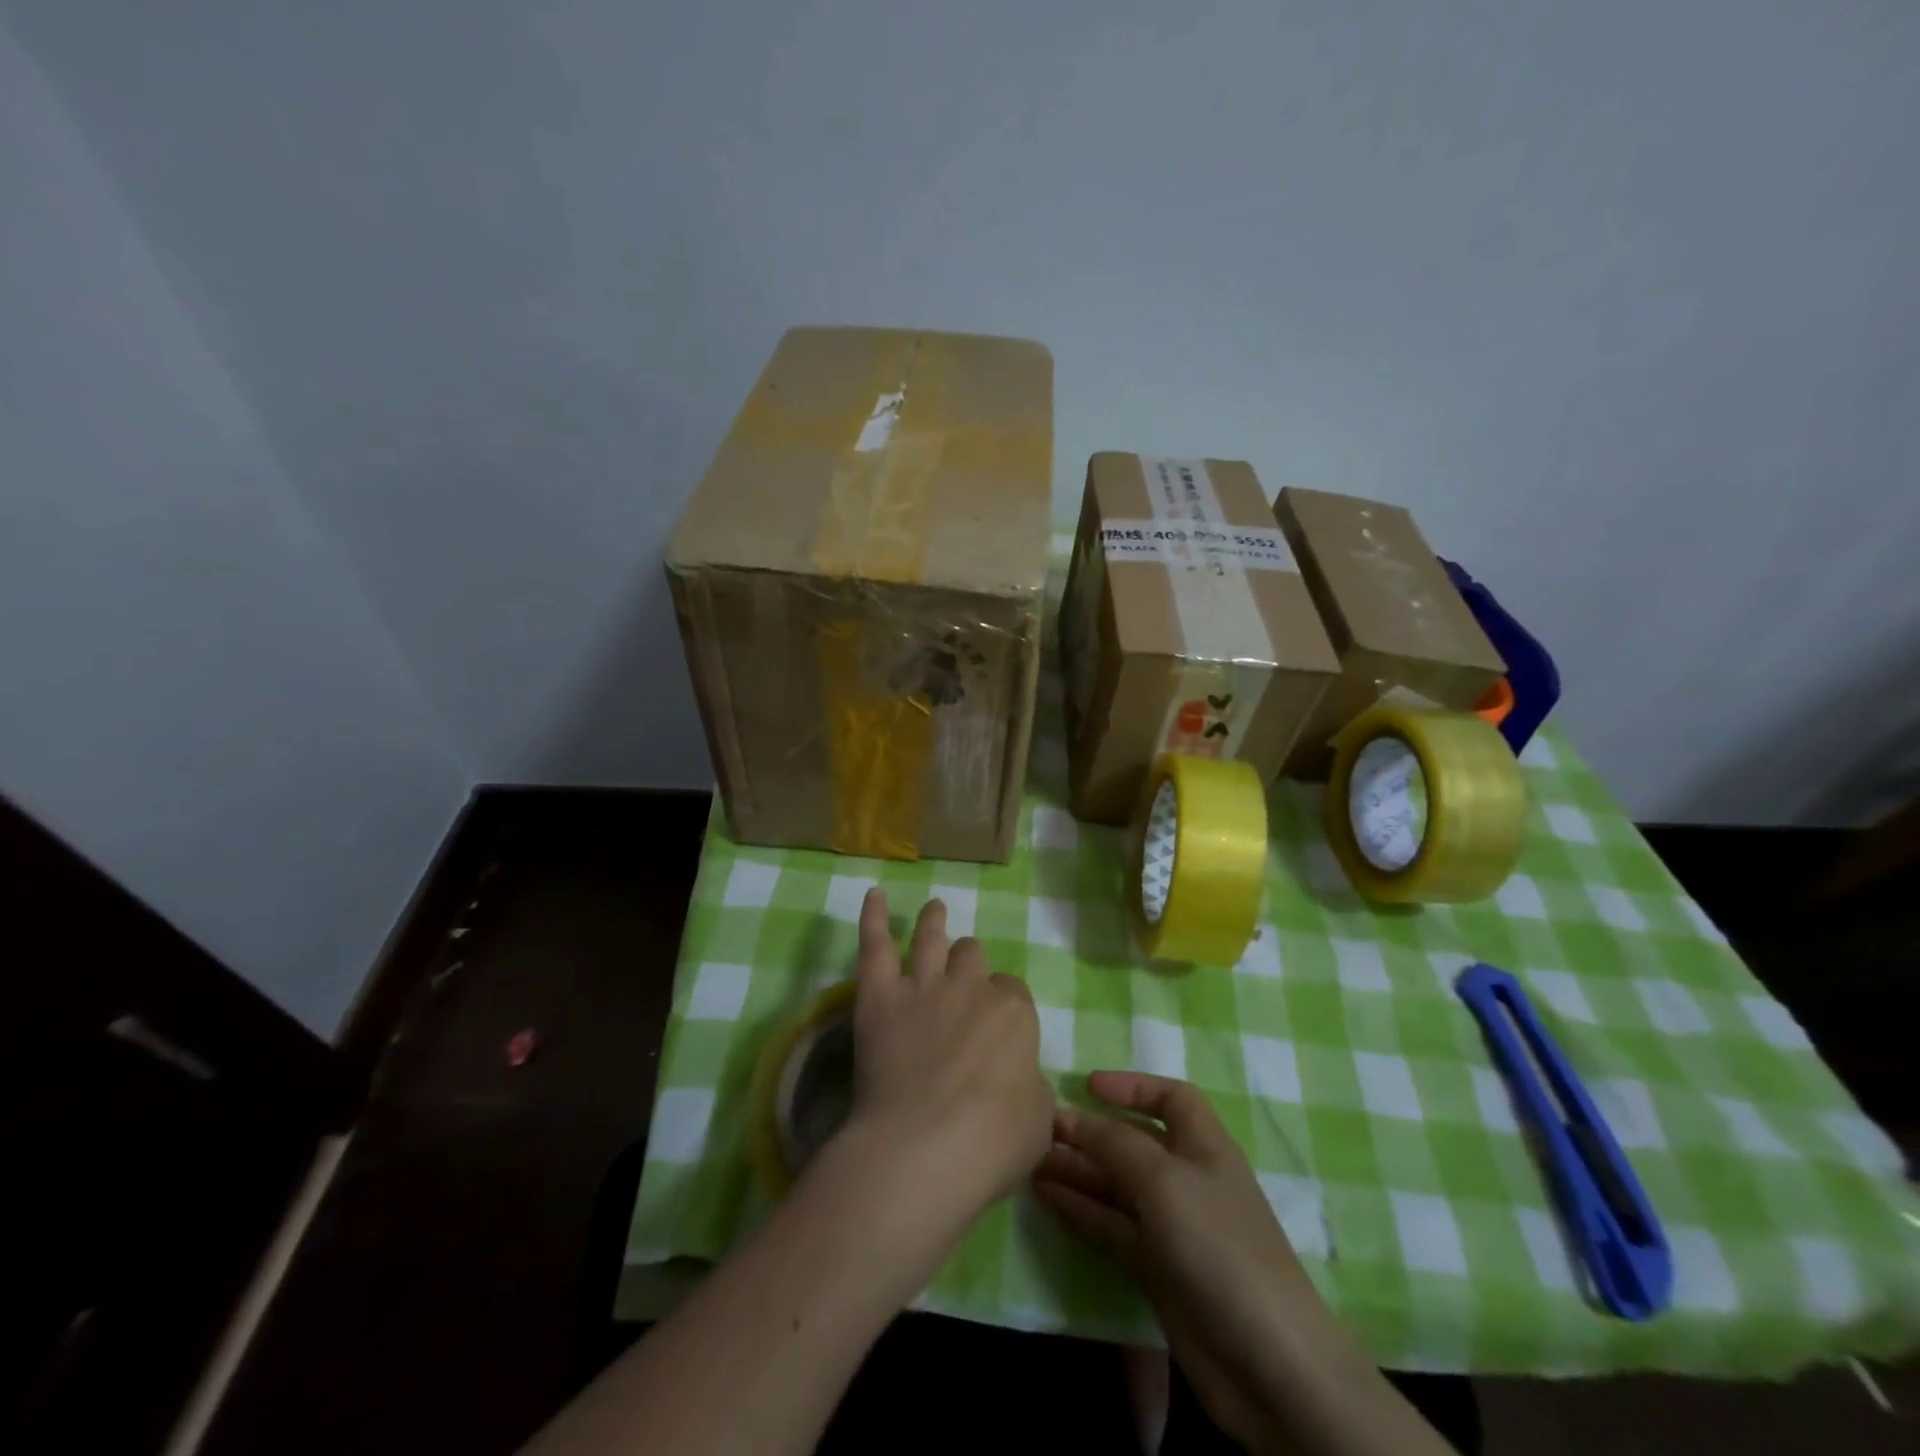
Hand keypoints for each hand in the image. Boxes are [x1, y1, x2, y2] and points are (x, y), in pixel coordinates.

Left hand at [837, 889, 1053, 1234]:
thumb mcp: (1038, 1119)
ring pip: (932, 937)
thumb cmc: (991, 1143)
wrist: (923, 1150)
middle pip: (972, 957)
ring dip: (934, 920)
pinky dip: (873, 916)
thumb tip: (1018, 1079)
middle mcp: (970, 987)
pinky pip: (875, 944)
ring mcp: (923, 986)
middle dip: (970, 964)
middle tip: (963, 979)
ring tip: (934, 908)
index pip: (1012, 992)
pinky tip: (874, 894)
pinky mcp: (880, 996)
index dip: (1003, 1007)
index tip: (996, 1031)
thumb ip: (1030, 1085)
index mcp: (1013, 1011)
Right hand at [1033, 1072, 1341, 1449]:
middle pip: (1135, 1142)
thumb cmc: (1218, 1245)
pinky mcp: (1158, 1270)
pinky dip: (1081, 1210)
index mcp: (1205, 1146)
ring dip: (1079, 1171)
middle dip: (1092, 1132)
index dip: (1133, 1086)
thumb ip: (1114, 1142)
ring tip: (1033, 1160)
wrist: (1268, 1363)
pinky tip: (1047, 1197)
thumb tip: (1071, 1117)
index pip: (1172, 1098)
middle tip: (1042, 1128)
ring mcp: (1173, 1227)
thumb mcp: (1163, 1179)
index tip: (1088, 1085)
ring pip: (1117, 1186)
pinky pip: (1112, 1227)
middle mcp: (1188, 1179)